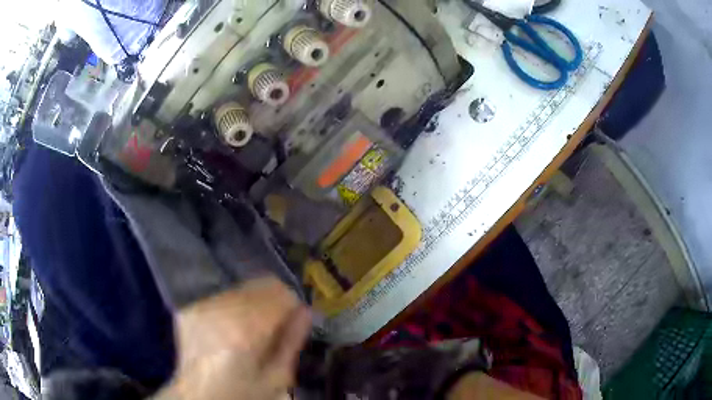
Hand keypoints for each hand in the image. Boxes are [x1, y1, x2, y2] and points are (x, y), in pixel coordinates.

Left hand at [155, 277, 311, 399]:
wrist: (200, 398)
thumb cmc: (243, 394)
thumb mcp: (277, 377)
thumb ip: (292, 341)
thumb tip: (305, 311)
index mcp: (246, 331)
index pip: (279, 293)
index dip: (291, 306)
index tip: (292, 321)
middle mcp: (220, 310)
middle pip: (259, 285)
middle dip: (272, 303)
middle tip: (270, 328)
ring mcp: (201, 307)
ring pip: (240, 289)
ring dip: (251, 305)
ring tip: (247, 332)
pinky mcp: (188, 309)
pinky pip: (220, 298)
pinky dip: (231, 309)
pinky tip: (228, 332)